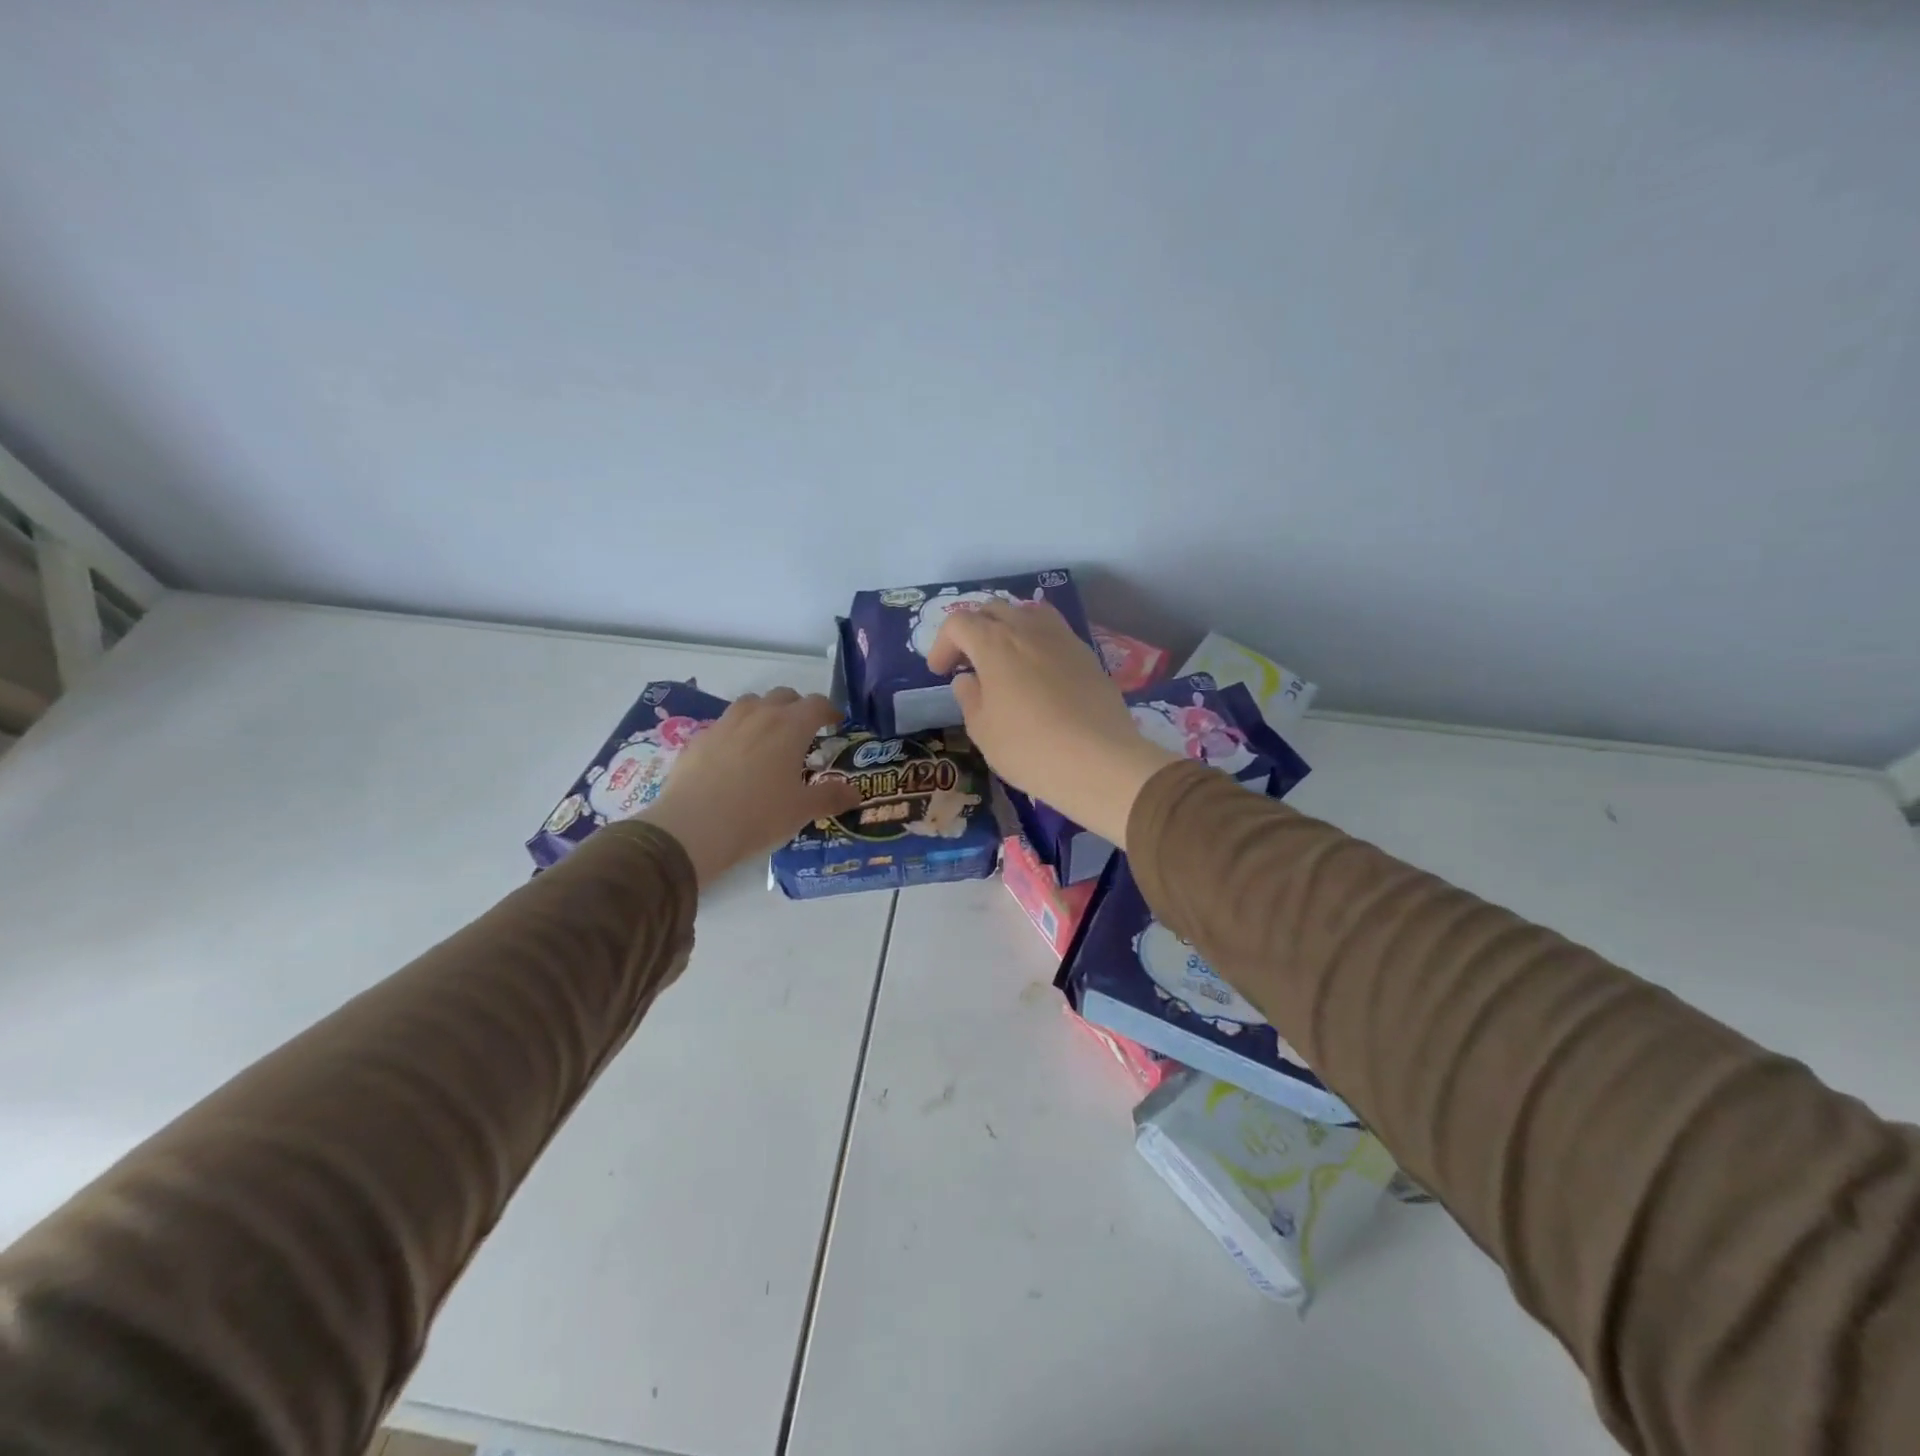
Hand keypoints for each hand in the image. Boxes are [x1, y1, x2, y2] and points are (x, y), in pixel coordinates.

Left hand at [641, 689, 860, 884]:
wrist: (693, 828)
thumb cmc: (758, 816)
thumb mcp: (802, 811)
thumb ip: (831, 797)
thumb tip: (856, 794)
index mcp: (790, 727)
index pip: (817, 704)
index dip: (829, 711)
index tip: (835, 723)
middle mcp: (758, 715)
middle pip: (783, 696)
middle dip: (797, 708)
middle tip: (804, 732)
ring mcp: (725, 724)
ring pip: (751, 703)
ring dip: (765, 712)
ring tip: (768, 738)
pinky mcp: (698, 739)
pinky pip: (724, 725)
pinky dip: (736, 732)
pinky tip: (734, 758)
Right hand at [928, 602, 1176, 847]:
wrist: (1100, 761)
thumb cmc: (1030, 748)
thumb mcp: (983, 731)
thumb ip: (969, 698)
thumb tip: (968, 679)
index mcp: (994, 643)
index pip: (959, 623)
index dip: (943, 644)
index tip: (940, 672)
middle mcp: (1027, 628)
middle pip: (992, 609)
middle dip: (973, 631)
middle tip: (968, 663)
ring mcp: (1062, 637)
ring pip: (1027, 612)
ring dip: (1008, 628)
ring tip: (1005, 658)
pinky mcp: (1087, 653)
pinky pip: (1054, 631)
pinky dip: (1037, 640)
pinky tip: (1038, 671)